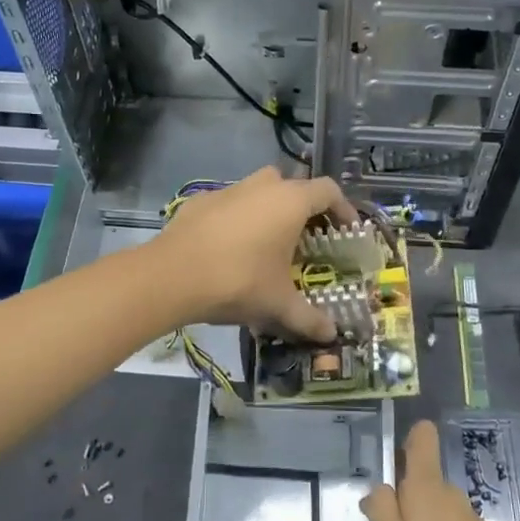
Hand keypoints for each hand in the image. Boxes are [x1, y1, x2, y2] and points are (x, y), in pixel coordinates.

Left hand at [155, 168, 354, 341]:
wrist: (172, 275)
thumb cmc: (239, 281)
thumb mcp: (279, 304)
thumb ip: (309, 318)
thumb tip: (331, 335)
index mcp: (290, 202)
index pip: (328, 191)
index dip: (343, 209)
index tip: (346, 230)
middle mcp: (262, 186)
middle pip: (293, 185)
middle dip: (303, 208)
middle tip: (307, 238)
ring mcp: (228, 190)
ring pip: (258, 190)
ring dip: (269, 210)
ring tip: (269, 243)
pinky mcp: (200, 201)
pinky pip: (229, 204)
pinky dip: (238, 218)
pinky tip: (231, 247)